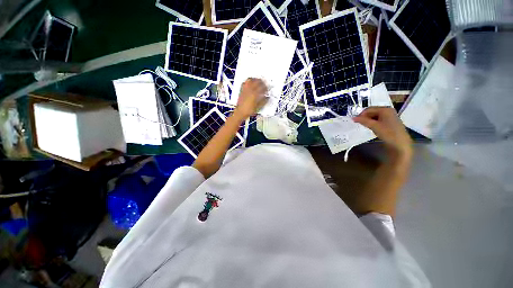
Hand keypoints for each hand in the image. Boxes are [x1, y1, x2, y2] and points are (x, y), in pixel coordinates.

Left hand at [234, 78, 267, 119]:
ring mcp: (245, 89)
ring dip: (255, 79)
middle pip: (257, 82)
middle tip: (264, 84)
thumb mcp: (258, 107)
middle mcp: (250, 90)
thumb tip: (267, 97)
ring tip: (257, 81)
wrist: (240, 112)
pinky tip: (250, 83)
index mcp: (255, 94)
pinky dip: (248, 81)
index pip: (262, 87)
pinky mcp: (241, 90)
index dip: (266, 87)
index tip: (267, 89)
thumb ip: (264, 101)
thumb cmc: (249, 110)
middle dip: (262, 82)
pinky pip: (245, 82)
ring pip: (250, 80)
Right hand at [353, 107, 412, 157]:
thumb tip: (353, 118)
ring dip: (369, 120)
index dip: (361, 115)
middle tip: (360, 124)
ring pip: (375, 116)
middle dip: (365, 118)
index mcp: (385, 109)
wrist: (400, 143)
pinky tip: (373, 128)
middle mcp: (388, 110)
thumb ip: (363, 121)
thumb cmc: (388, 133)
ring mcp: (390, 115)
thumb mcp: (374, 126)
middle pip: (372, 112)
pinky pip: (379, 119)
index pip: (369, 109)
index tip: (355, 121)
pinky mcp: (390, 121)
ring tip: (367, 127)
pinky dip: (374, 122)